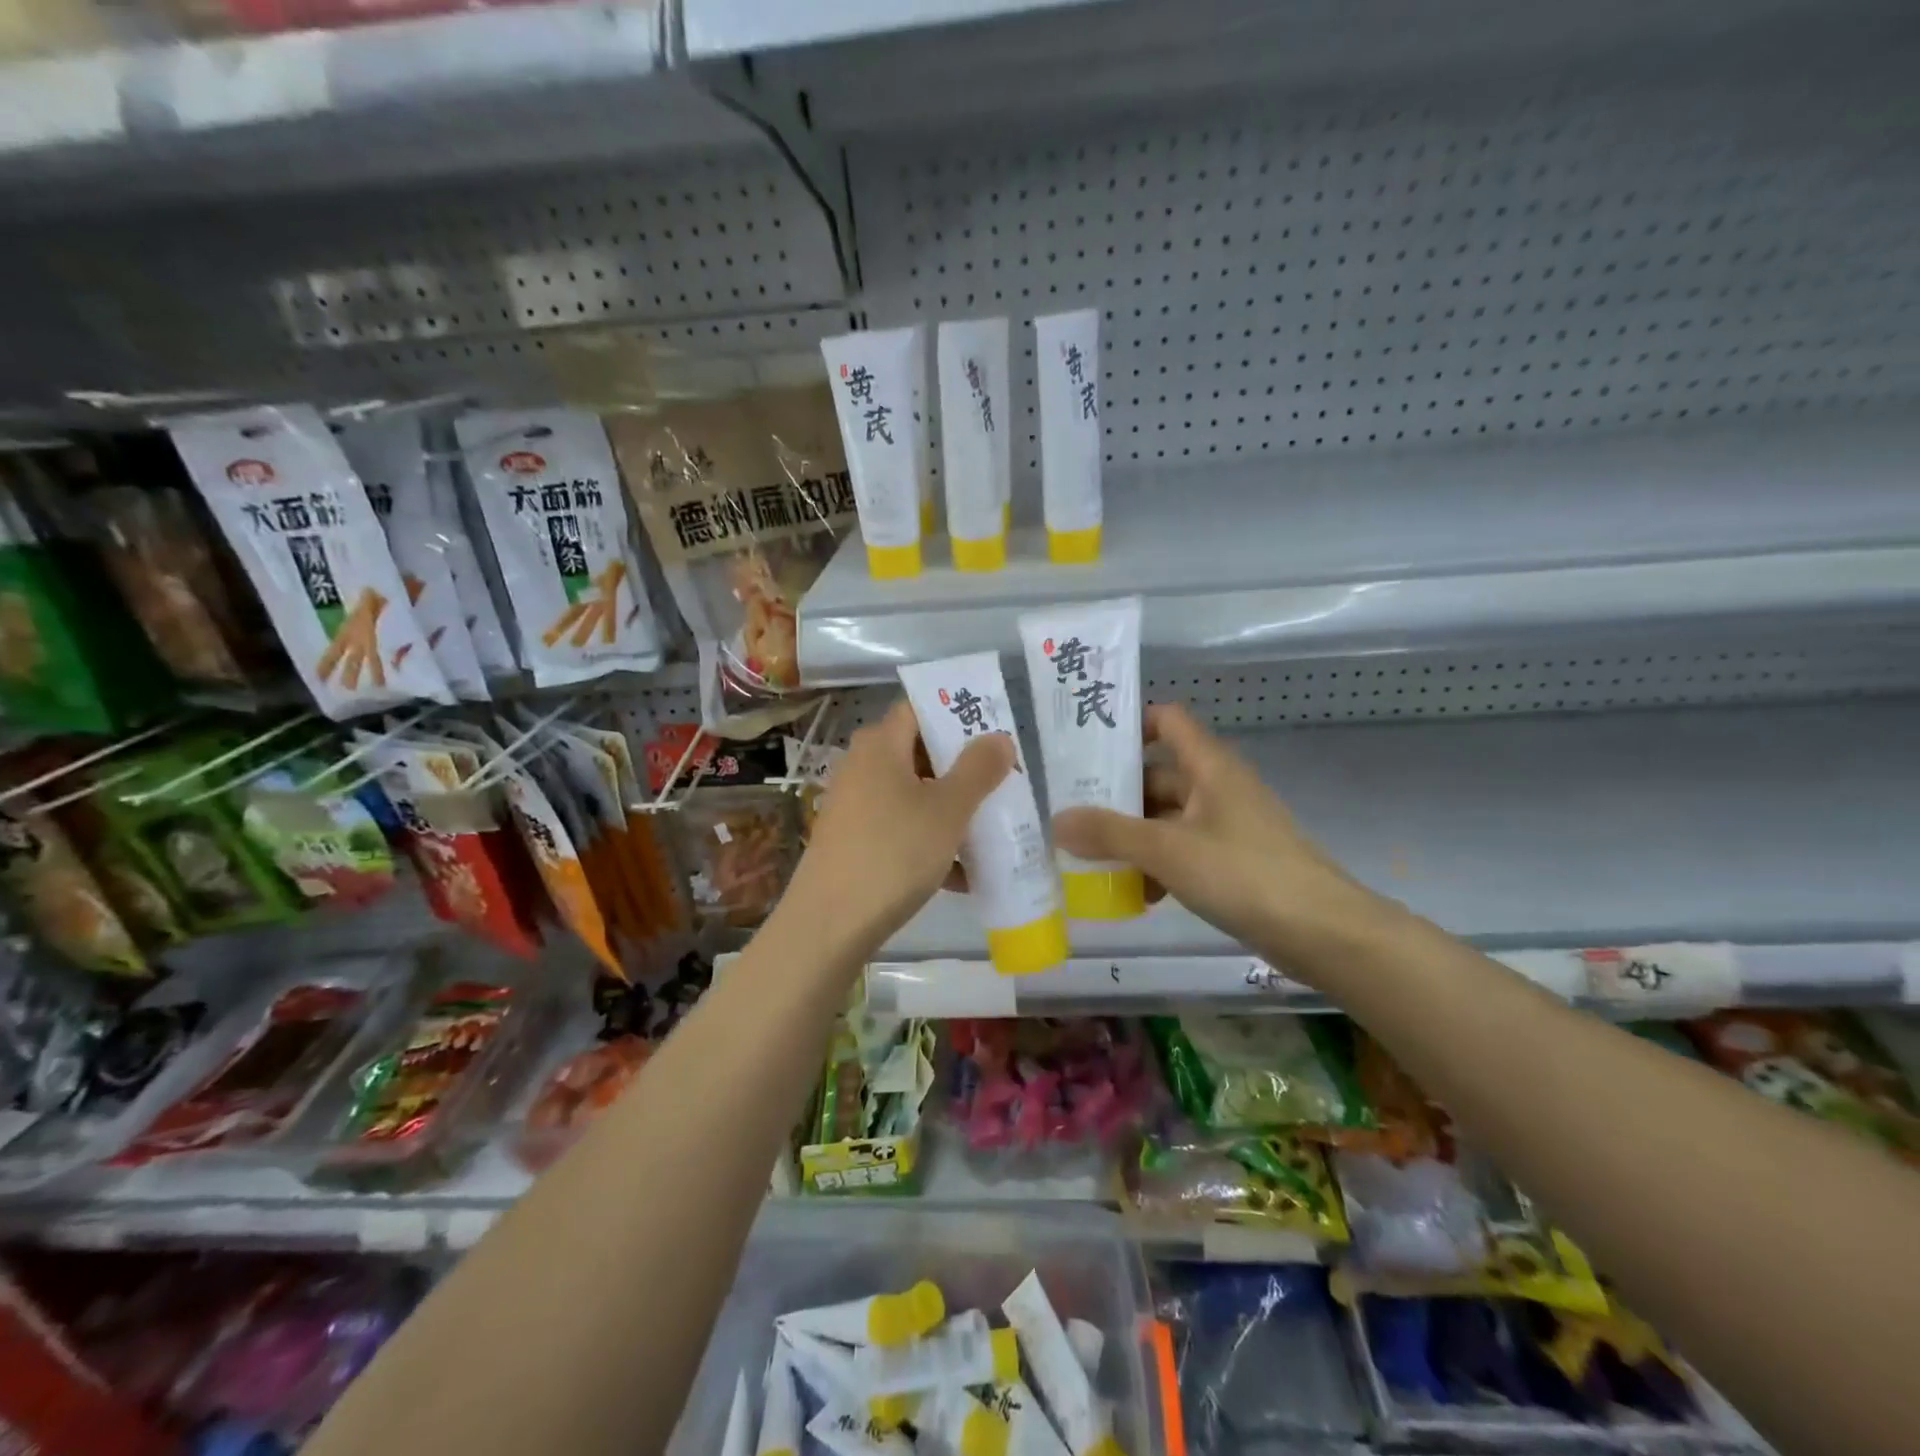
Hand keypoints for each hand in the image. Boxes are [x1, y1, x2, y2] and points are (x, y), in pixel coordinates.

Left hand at [780, 699, 1013, 959]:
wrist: (830, 925)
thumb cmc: (893, 853)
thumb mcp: (947, 810)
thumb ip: (978, 769)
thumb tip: (999, 737)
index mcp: (880, 745)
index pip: (920, 708)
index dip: (957, 713)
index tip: (995, 731)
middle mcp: (862, 766)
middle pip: (919, 752)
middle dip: (962, 767)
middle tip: (1002, 781)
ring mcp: (855, 805)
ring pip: (914, 794)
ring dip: (951, 809)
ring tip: (992, 829)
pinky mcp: (854, 841)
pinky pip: (901, 828)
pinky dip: (931, 841)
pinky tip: (962, 875)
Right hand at [1053, 703, 1380, 969]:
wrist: (1323, 933)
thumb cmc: (1242, 874)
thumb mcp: (1166, 849)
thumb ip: (1109, 833)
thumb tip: (1057, 820)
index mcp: (1209, 766)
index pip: (1167, 720)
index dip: (1129, 725)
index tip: (1088, 748)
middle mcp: (1219, 787)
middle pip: (1158, 774)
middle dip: (1116, 794)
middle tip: (1072, 813)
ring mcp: (1229, 825)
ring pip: (1168, 818)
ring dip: (1134, 836)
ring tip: (1093, 860)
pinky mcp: (1235, 862)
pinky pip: (1185, 850)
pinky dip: (1159, 865)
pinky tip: (1138, 895)